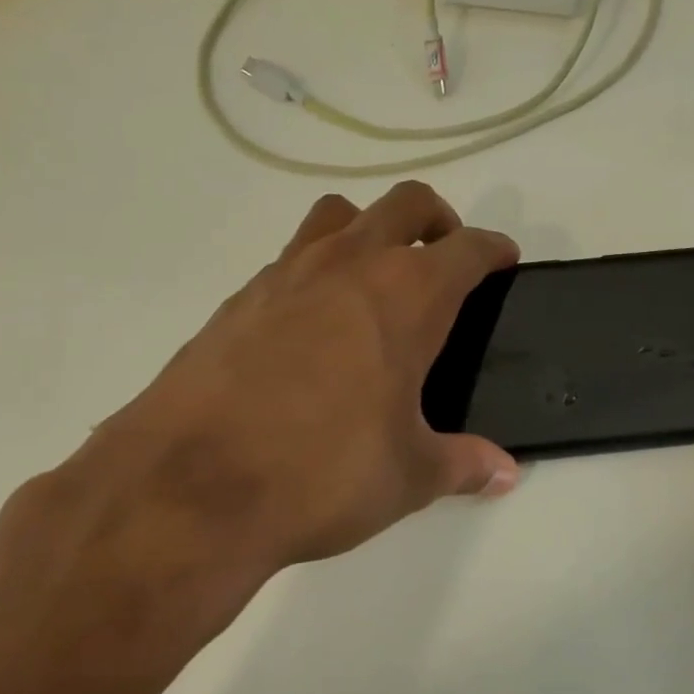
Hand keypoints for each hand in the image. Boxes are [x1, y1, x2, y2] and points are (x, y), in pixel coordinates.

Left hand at [0, 182, 519, 693]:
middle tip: (444, 260)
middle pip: (406, 205)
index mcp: (407, 296)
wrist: (188, 488)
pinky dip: (316, 271)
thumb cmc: (322, 472)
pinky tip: (313, 328)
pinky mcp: (238, 298)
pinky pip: (290, 259)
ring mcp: (286, 274)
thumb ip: (463, 464)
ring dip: (369, 231)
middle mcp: (349, 265)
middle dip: (437, 220)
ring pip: (339, 215)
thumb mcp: (407, 476)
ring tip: (376, 282)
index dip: (493, 250)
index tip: (503, 261)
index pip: (467, 248)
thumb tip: (505, 472)